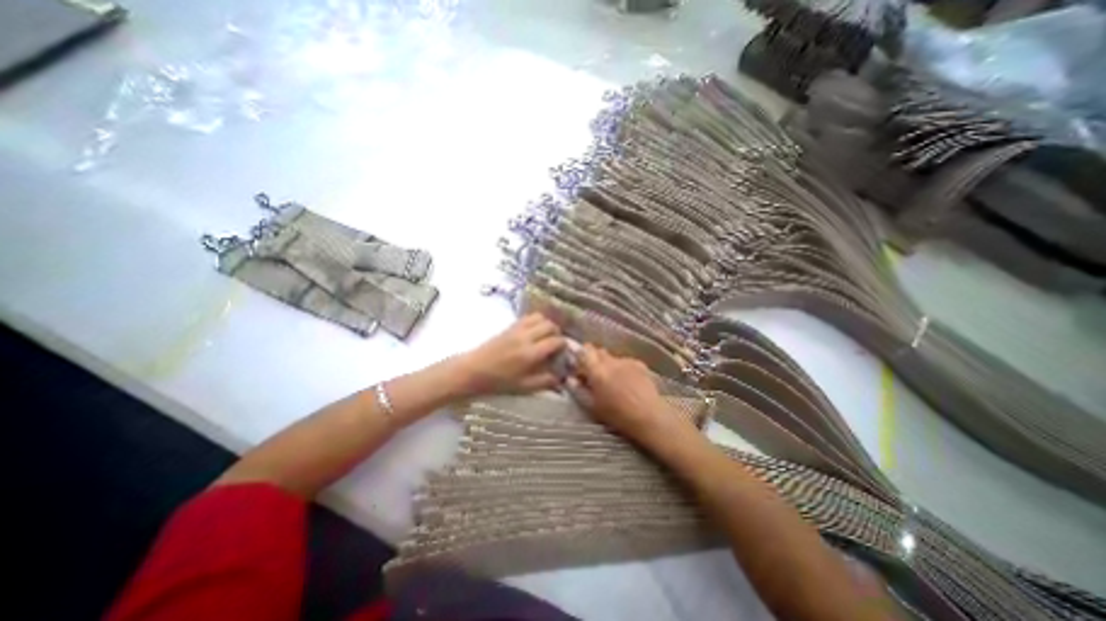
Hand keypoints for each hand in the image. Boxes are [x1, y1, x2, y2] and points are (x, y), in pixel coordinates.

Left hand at [457, 315, 564, 397]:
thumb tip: (562, 379)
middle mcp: (525, 337)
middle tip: (556, 343)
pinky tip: (534, 332)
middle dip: (557, 332)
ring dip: (547, 324)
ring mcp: (516, 329)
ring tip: (546, 336)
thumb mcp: (523, 387)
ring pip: (540, 317)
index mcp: (530, 354)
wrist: (473, 370)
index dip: (563, 345)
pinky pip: (528, 317)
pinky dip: (536, 321)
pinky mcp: (510, 326)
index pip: (555, 341)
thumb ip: (545, 381)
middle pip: (550, 325)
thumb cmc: (498, 382)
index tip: (563, 352)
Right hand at [569, 344, 689, 445]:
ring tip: (613, 381)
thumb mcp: (593, 407)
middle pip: (598, 351)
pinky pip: (625, 361)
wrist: (650, 417)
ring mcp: (627, 361)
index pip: (585, 350)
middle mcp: (611, 361)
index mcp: (597, 371)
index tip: (579, 366)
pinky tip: (627, 382)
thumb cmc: (618, 416)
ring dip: (608, 365)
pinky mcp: (639, 364)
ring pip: (612, 357)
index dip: (581, 355)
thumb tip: (569, 379)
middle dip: (594, 360)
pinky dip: (622, 368)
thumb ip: (579, 390)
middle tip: (594, 375)